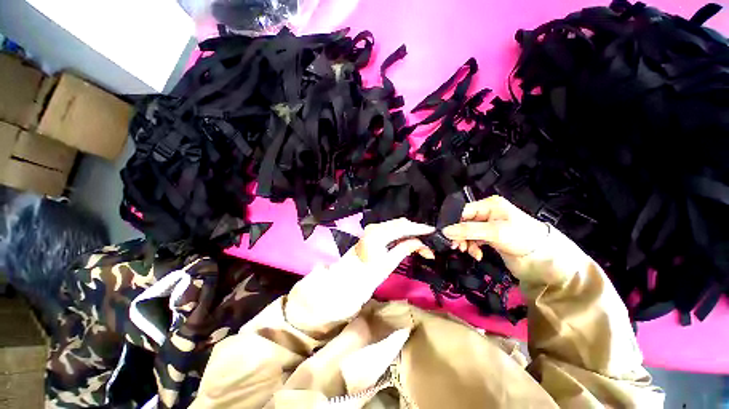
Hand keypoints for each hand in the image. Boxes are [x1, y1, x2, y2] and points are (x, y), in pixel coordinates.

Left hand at [354, 218, 434, 282]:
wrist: (348, 279)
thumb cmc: (367, 275)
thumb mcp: (388, 264)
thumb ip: (404, 249)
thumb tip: (420, 242)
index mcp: (377, 234)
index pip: (402, 227)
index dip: (418, 228)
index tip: (432, 230)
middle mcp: (374, 227)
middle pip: (399, 224)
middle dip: (415, 230)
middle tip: (428, 239)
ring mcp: (373, 229)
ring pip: (395, 225)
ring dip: (409, 232)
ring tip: (421, 241)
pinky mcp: (373, 232)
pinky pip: (390, 229)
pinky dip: (401, 233)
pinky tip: (408, 239)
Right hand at [442, 196, 548, 261]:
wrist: (544, 258)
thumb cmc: (521, 238)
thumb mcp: (494, 232)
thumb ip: (468, 230)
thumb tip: (445, 231)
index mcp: (488, 205)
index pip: (463, 211)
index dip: (453, 222)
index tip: (447, 236)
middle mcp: (487, 213)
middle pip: (464, 222)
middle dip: (459, 235)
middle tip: (457, 247)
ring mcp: (488, 225)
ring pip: (467, 232)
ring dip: (466, 242)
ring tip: (468, 252)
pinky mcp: (490, 236)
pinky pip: (474, 239)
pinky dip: (473, 247)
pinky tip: (476, 254)